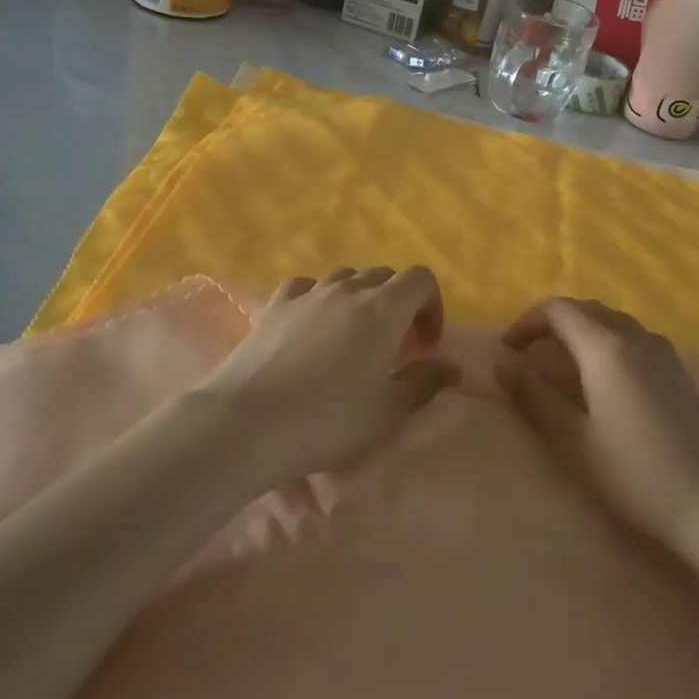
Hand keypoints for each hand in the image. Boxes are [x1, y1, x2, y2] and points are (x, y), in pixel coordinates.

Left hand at [198, 266, 458, 483]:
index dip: (432, 305)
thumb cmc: (328, 420)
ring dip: (360, 298)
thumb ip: (425, 383)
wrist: (247, 423)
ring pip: (345, 277)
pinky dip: (320, 298)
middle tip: (394, 346)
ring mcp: (308, 294)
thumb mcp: (388, 412)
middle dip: (398, 303)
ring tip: (354, 336)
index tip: (426, 344)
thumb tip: (452, 366)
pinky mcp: (275, 305)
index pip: (420, 279)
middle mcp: (347, 290)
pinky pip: (307, 287)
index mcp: (383, 309)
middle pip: (384, 275)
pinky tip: (313, 324)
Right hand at [497, 298, 698, 542]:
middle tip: (528, 356)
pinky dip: (606, 342)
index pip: (558, 310)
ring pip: (612, 321)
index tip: (507, 351)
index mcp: (606, 346)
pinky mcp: (679, 371)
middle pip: (586, 309)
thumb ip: (532, 395)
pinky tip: (603, 379)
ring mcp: (664, 352)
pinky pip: (633, 338)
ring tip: (561, 366)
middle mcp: (636, 336)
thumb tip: (500, 361)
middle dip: (552, 324)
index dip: (526, 323)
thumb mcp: (570, 439)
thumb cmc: (633, 473)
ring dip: (581, 332)